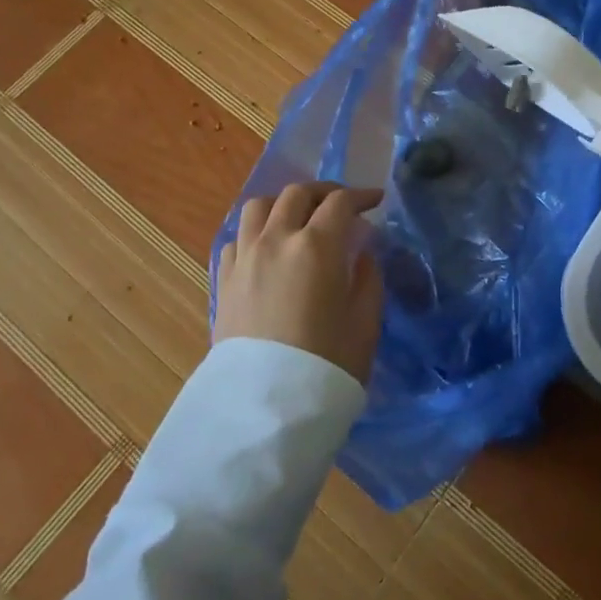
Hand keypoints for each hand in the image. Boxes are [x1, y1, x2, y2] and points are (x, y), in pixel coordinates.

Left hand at [214, 181, 385, 383]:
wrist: (267, 406)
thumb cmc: (328, 364)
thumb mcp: (365, 321)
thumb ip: (367, 278)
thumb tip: (361, 255)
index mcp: (317, 246)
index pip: (340, 203)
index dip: (361, 196)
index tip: (376, 200)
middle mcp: (276, 240)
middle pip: (297, 194)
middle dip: (324, 193)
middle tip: (342, 205)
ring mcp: (245, 258)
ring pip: (259, 207)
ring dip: (284, 204)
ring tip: (299, 218)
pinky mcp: (224, 280)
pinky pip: (239, 237)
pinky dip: (258, 231)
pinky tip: (269, 248)